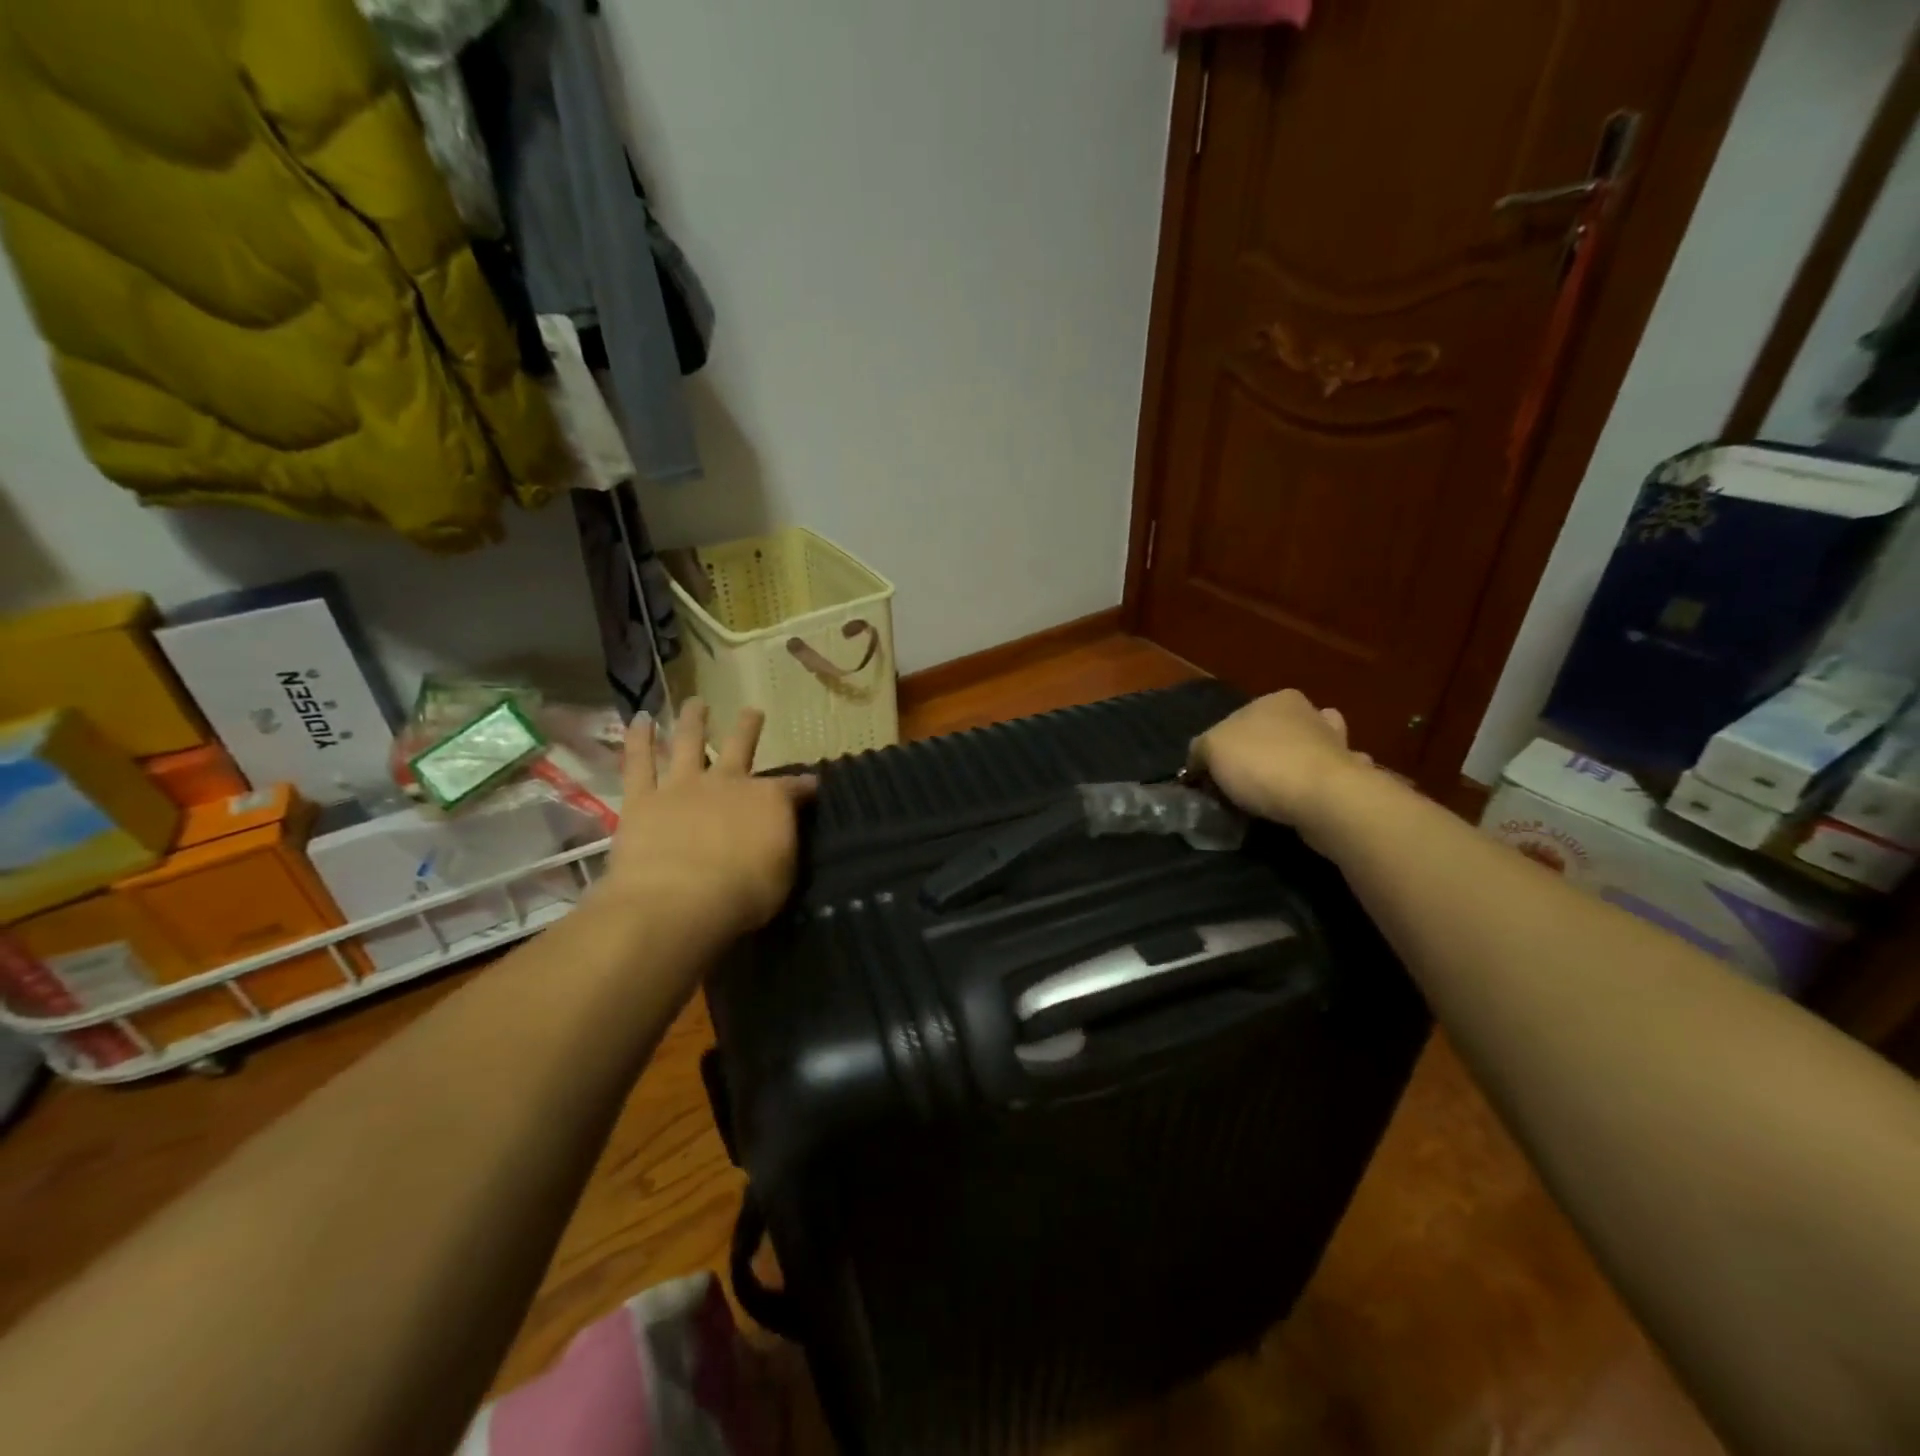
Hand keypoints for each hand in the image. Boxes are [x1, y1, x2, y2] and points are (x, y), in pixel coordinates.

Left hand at [592, 700, 815, 946]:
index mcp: (768, 801)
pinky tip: (638, 719)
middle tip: (752, 711)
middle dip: (749, 728)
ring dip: (693, 720)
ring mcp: (682, 786)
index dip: (804, 786)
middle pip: (741, 746)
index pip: (794, 788)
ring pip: (689, 742)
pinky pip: (638, 763)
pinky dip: (638, 739)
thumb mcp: (783, 873)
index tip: (812, 784)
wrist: (679, 902)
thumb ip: (783, 843)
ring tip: (696, 703)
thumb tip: (787, 824)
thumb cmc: (743, 895)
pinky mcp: (643, 799)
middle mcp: (727, 782)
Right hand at [1189, 690, 1374, 839]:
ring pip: (1309, 752)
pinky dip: (1320, 788)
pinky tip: (1309, 802)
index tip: (1214, 772)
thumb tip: (1199, 761)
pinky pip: (1329, 781)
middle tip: (1243, 783)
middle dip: (1264, 751)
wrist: (1325, 799)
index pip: (1240, 717)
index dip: (1224, 744)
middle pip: (1277, 732)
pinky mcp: (1354, 777)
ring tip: (1278, 792)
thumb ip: (1200, 750)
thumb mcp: (1211, 749)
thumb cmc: (1263, 763)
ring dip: (1298, 765)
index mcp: (1277, 699)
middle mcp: (1311, 714)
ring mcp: (1338, 745)